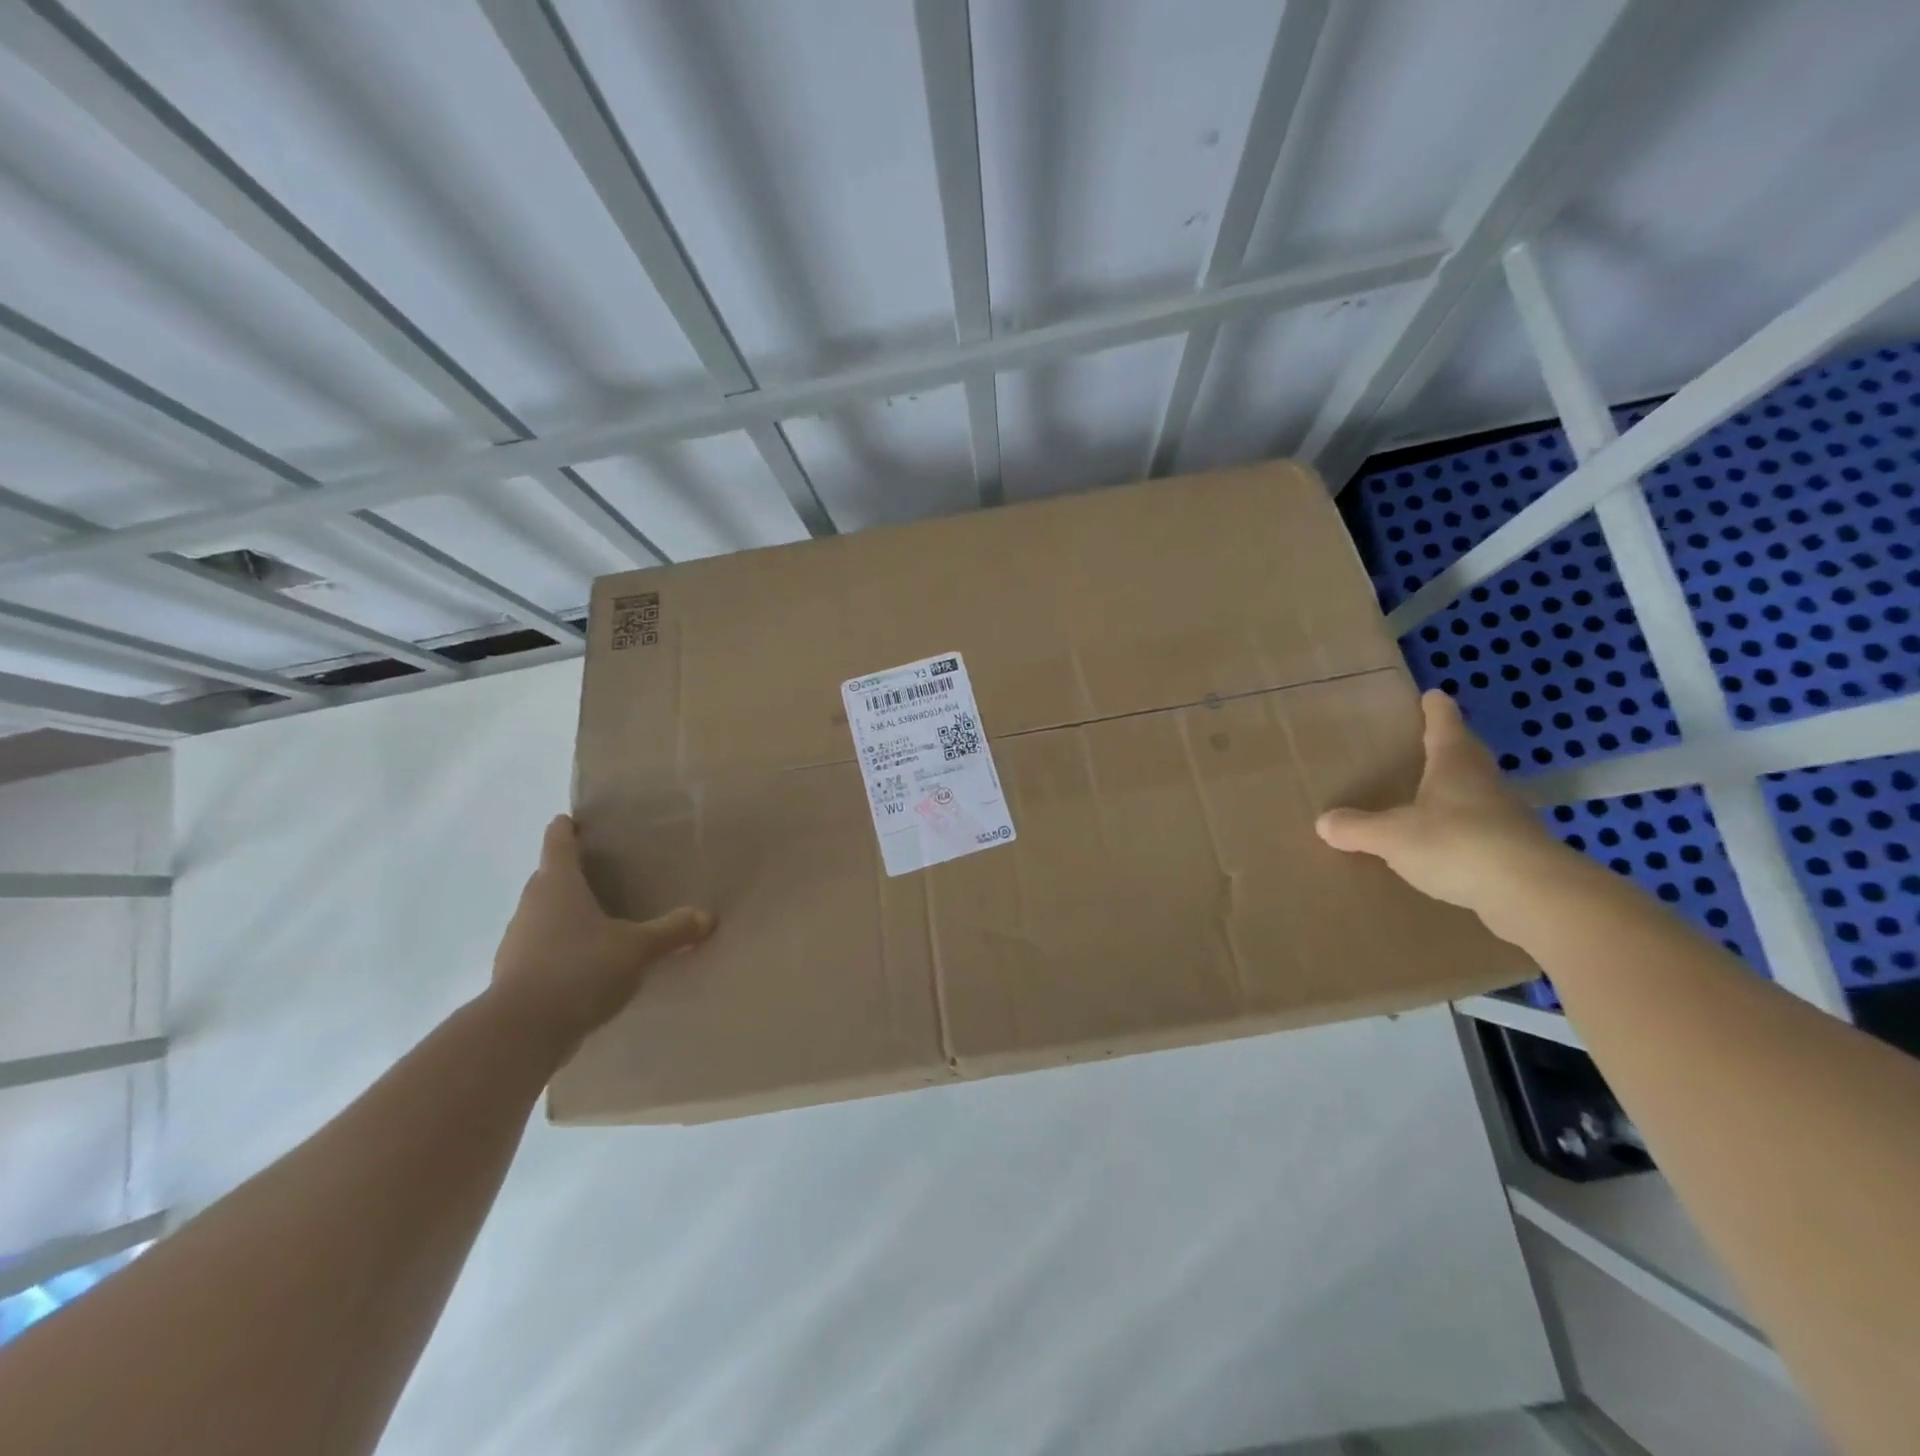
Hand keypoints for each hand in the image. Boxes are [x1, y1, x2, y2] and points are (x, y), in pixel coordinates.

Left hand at [490, 814, 713, 1052]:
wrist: (522, 1032)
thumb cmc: (580, 968)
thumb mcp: (638, 948)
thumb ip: (672, 931)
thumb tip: (708, 916)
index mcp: (557, 885)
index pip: (558, 844)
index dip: (565, 829)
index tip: (571, 819)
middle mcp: (532, 906)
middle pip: (547, 878)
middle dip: (568, 872)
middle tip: (599, 870)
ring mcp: (517, 942)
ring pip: (543, 916)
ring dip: (563, 914)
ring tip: (597, 919)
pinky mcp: (515, 976)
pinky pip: (541, 950)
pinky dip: (559, 948)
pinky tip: (585, 964)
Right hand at [1315, 690, 1570, 920]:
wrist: (1532, 894)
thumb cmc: (1456, 844)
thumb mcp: (1392, 836)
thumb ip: (1357, 828)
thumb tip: (1324, 822)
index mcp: (1455, 765)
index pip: (1445, 726)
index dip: (1436, 710)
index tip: (1432, 695)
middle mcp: (1484, 783)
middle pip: (1467, 756)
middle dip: (1450, 747)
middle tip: (1429, 742)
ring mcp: (1508, 817)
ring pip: (1478, 793)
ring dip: (1460, 791)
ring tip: (1433, 797)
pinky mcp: (1518, 851)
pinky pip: (1485, 832)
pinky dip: (1467, 831)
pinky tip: (1450, 847)